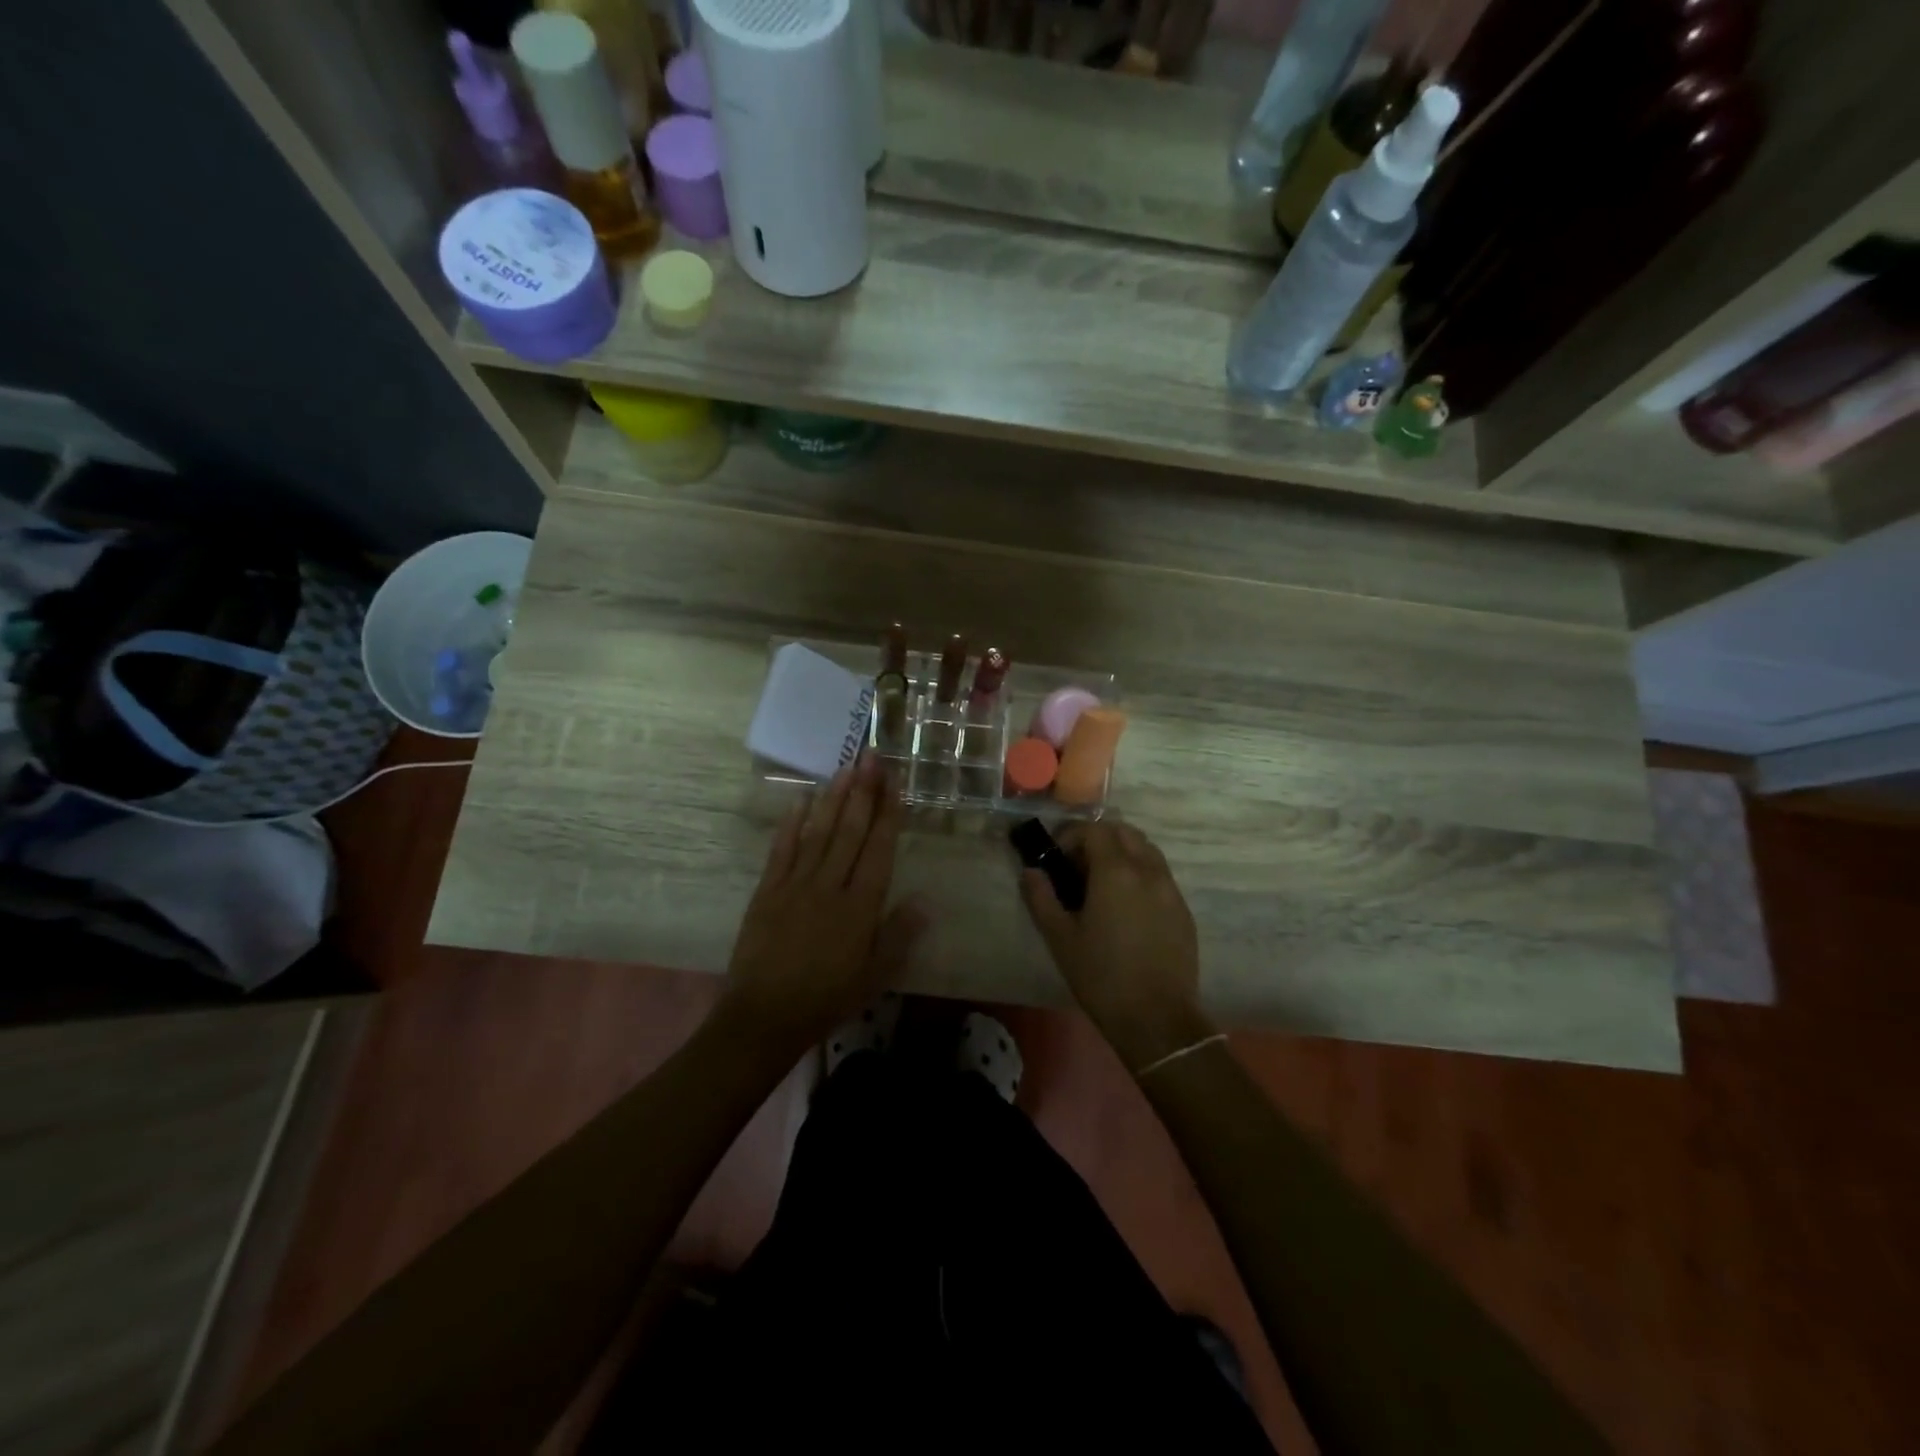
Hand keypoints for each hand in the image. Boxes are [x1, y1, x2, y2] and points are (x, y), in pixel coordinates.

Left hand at [719, 757, 926, 1056]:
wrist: (764, 1017)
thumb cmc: (827, 999)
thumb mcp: (874, 977)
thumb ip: (899, 936)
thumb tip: (926, 900)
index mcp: (860, 907)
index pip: (878, 849)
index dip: (888, 813)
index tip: (894, 782)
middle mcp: (830, 886)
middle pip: (850, 831)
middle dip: (864, 791)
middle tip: (872, 756)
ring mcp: (796, 885)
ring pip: (819, 832)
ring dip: (834, 798)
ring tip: (846, 767)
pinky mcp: (768, 891)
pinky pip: (782, 850)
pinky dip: (792, 823)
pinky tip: (802, 800)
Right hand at [1018, 819, 1213, 1070]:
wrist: (1157, 1019)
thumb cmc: (1101, 975)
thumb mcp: (1060, 937)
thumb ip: (1041, 897)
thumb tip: (1031, 872)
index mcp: (1116, 871)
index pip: (1094, 829)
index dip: (1071, 836)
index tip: (1057, 859)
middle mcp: (1148, 870)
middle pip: (1124, 832)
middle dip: (1098, 839)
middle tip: (1078, 868)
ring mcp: (1171, 889)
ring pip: (1146, 851)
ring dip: (1122, 854)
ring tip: (1102, 886)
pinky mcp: (1183, 910)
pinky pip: (1160, 876)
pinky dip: (1140, 875)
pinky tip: (1126, 909)